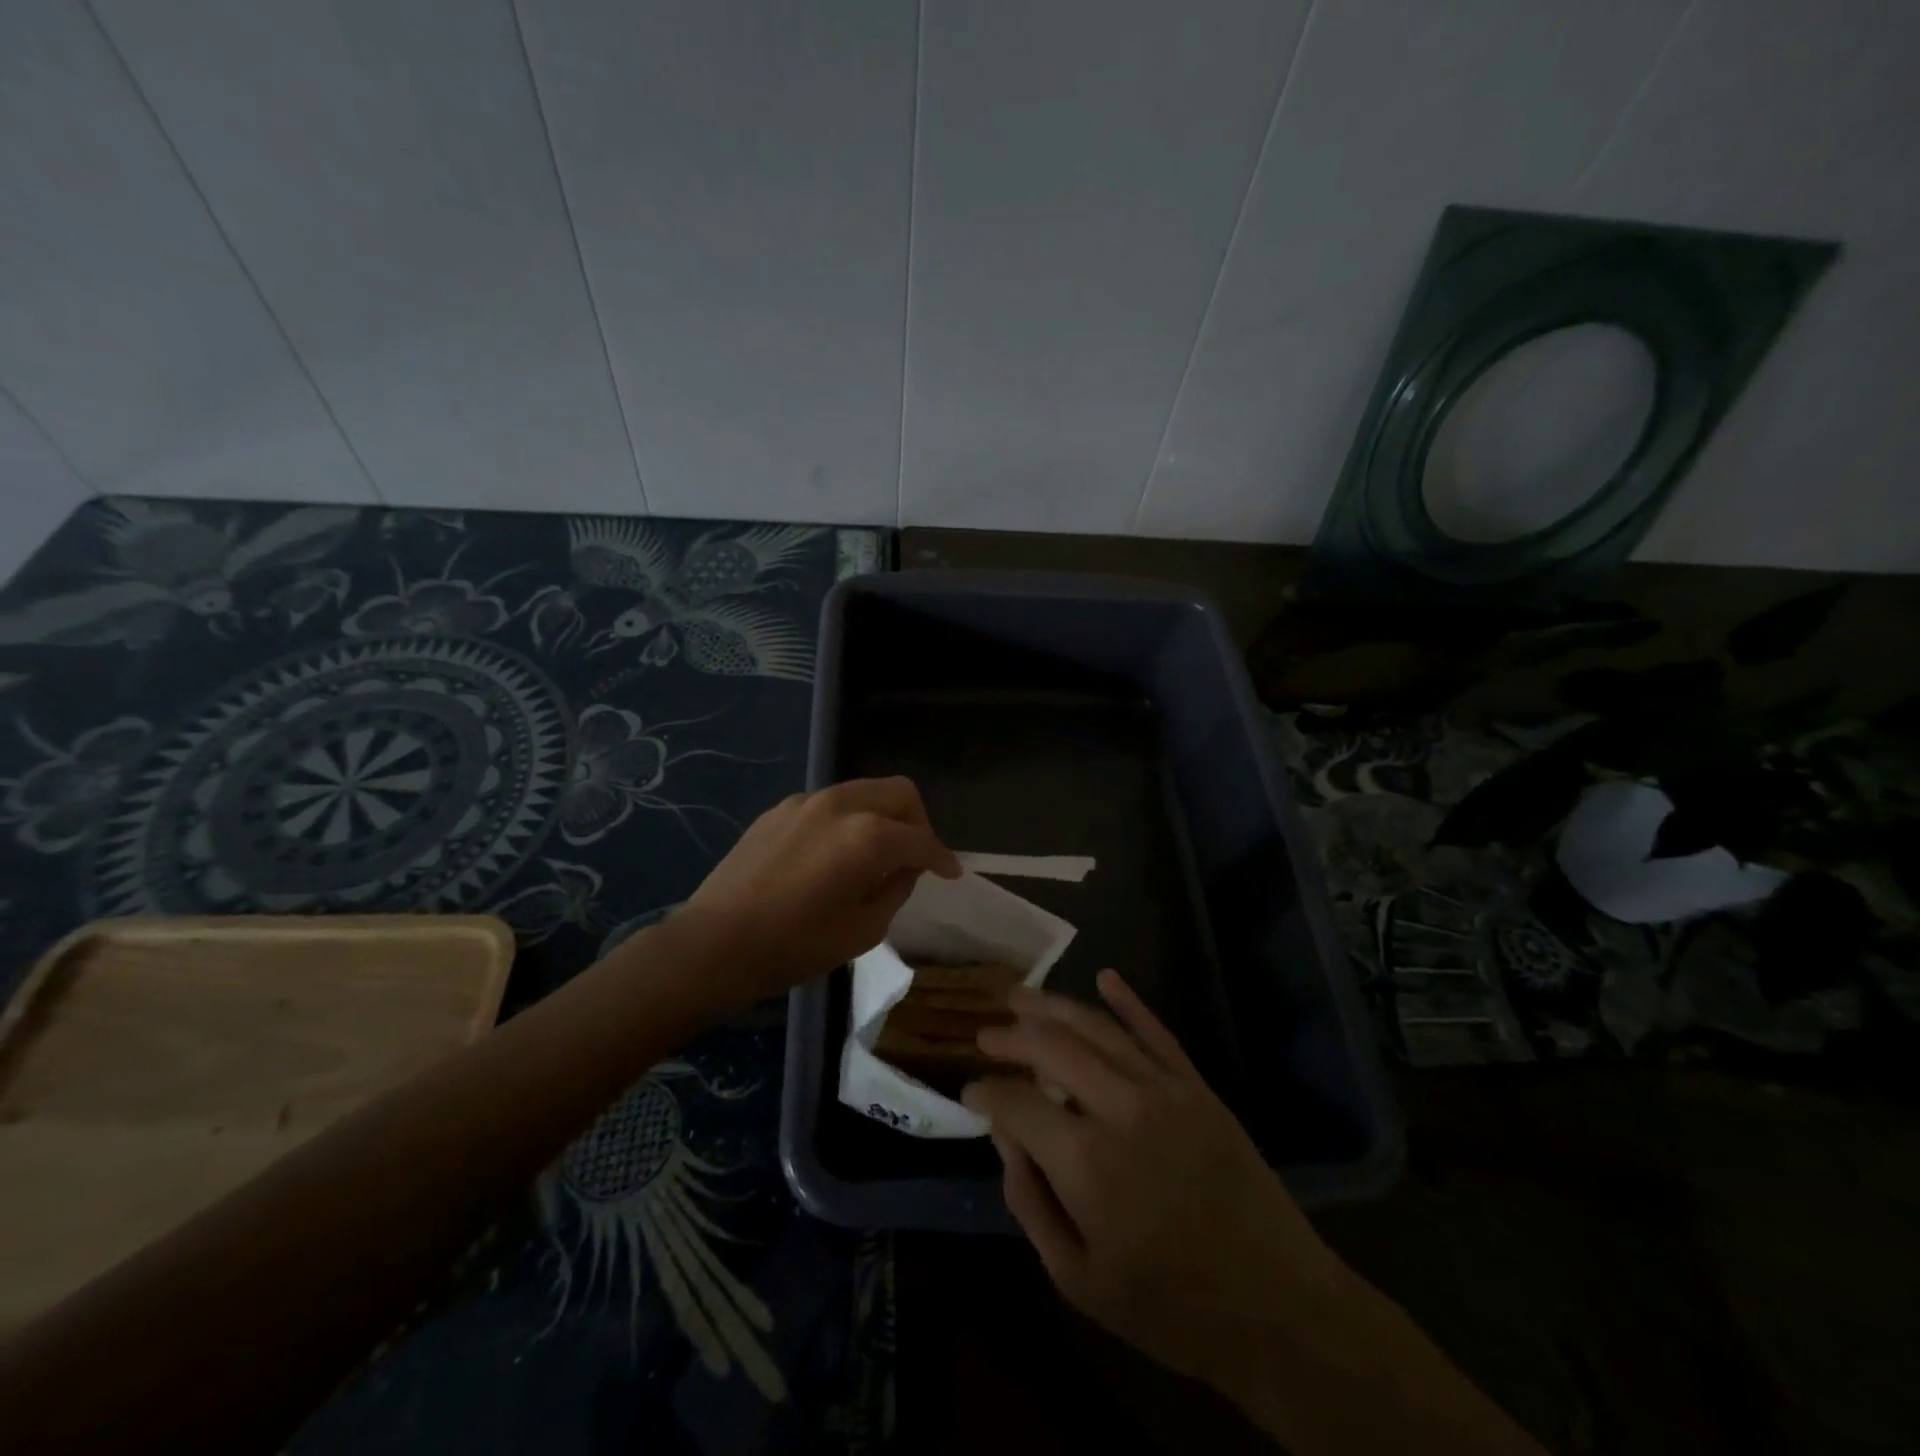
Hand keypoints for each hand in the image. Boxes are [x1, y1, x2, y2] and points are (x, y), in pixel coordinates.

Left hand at [678, 777, 961, 1002]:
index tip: (951, 872)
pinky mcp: (780, 809)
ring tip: (875, 856)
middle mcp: (841, 805)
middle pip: (898, 793)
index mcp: (867, 837)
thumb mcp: (863, 930)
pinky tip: (833, 855)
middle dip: (918, 822)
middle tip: (915, 857)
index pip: (921, 839)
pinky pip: (830, 805)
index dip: (942, 857)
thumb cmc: (795, 946)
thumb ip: (896, 889)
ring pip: (864, 791)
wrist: (714, 943)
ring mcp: (806, 802)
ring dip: (882, 817)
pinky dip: (847, 821)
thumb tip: (905, 868)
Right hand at [963, 971, 1346, 1386]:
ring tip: (1019, 996)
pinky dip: (1129, 1002)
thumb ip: (1030, 1201)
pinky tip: (1105, 977)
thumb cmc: (1169, 1306)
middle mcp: (1120, 1108)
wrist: (1277, 1307)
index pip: (1016, 1102)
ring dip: (1053, 1006)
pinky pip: (1157, 1032)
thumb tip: (1004, 1136)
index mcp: (1085, 1161)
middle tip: (985, 1034)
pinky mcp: (1198, 1087)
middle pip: (1051, 1047)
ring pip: (1097, 1028)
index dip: (985, 1092)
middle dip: (1010, 1036)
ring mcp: (1164, 1090)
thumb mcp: (1078, 1278)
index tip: (969, 1091)